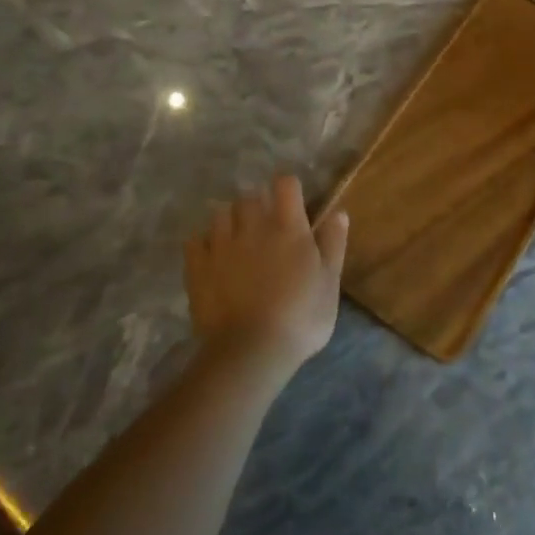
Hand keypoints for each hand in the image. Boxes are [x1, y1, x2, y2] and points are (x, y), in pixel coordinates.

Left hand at [185, 175, 347, 381]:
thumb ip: (333, 244)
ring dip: (229, 220)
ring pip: (221, 213)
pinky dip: (203, 242)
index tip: (292, 201)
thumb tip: (339, 212)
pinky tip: (210, 255)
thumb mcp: (329, 283)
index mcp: (288, 227)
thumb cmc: (299, 317)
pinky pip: (195, 240)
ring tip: (236, 238)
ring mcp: (221, 244)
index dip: (288, 187)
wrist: (250, 351)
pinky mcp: (198, 266)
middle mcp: (253, 226)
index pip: (285, 184)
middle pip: (250, 196)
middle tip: (264, 225)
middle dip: (257, 204)